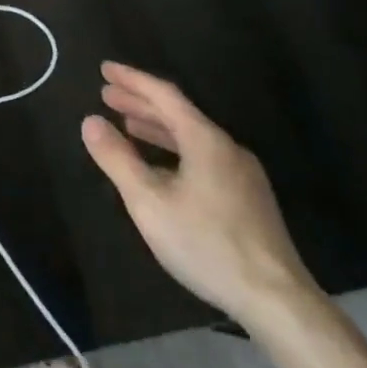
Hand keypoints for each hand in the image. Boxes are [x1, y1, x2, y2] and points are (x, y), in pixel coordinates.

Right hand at [81, 60, 318, 324]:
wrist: (276, 299)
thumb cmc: (206, 244)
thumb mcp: (149, 202)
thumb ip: (117, 159)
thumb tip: (90, 122)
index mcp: (205, 140)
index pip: (165, 95)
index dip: (132, 79)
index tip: (105, 69)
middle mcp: (227, 148)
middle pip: (179, 113)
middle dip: (140, 101)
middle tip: (107, 93)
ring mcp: (242, 174)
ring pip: (192, 137)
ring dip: (156, 127)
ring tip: (127, 124)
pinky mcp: (248, 198)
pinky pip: (203, 157)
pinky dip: (174, 150)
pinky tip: (160, 168)